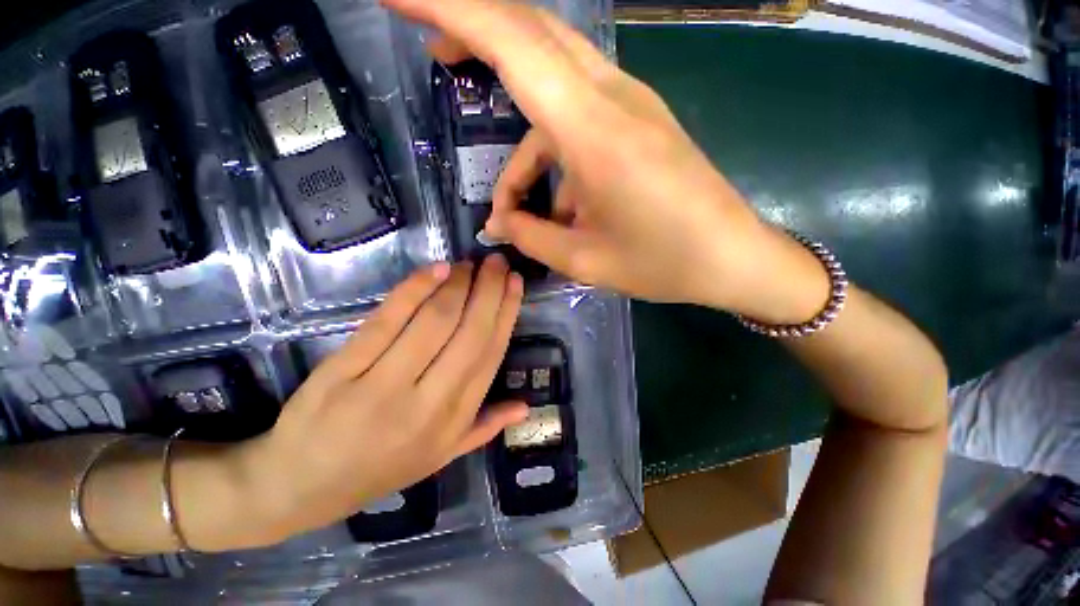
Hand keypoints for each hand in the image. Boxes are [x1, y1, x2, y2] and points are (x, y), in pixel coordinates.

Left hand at [236, 258, 526, 542]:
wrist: (299, 485)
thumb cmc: (380, 468)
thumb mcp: (440, 457)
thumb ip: (484, 428)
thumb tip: (525, 406)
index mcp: (453, 420)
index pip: (490, 354)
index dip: (506, 314)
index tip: (516, 284)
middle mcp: (427, 402)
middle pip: (469, 333)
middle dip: (489, 290)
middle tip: (498, 263)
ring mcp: (383, 384)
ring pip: (434, 321)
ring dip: (457, 285)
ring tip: (470, 264)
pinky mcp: (344, 368)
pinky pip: (388, 319)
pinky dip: (415, 288)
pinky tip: (437, 269)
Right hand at [386, 0, 827, 321]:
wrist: (730, 257)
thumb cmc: (663, 263)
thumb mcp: (585, 261)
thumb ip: (531, 237)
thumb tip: (500, 223)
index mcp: (595, 132)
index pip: (512, 43)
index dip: (451, 9)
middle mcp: (612, 100)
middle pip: (532, 36)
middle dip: (476, 36)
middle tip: (439, 61)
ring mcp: (629, 106)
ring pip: (552, 89)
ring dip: (521, 146)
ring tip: (514, 207)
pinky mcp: (637, 122)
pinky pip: (577, 120)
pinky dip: (550, 157)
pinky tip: (558, 206)